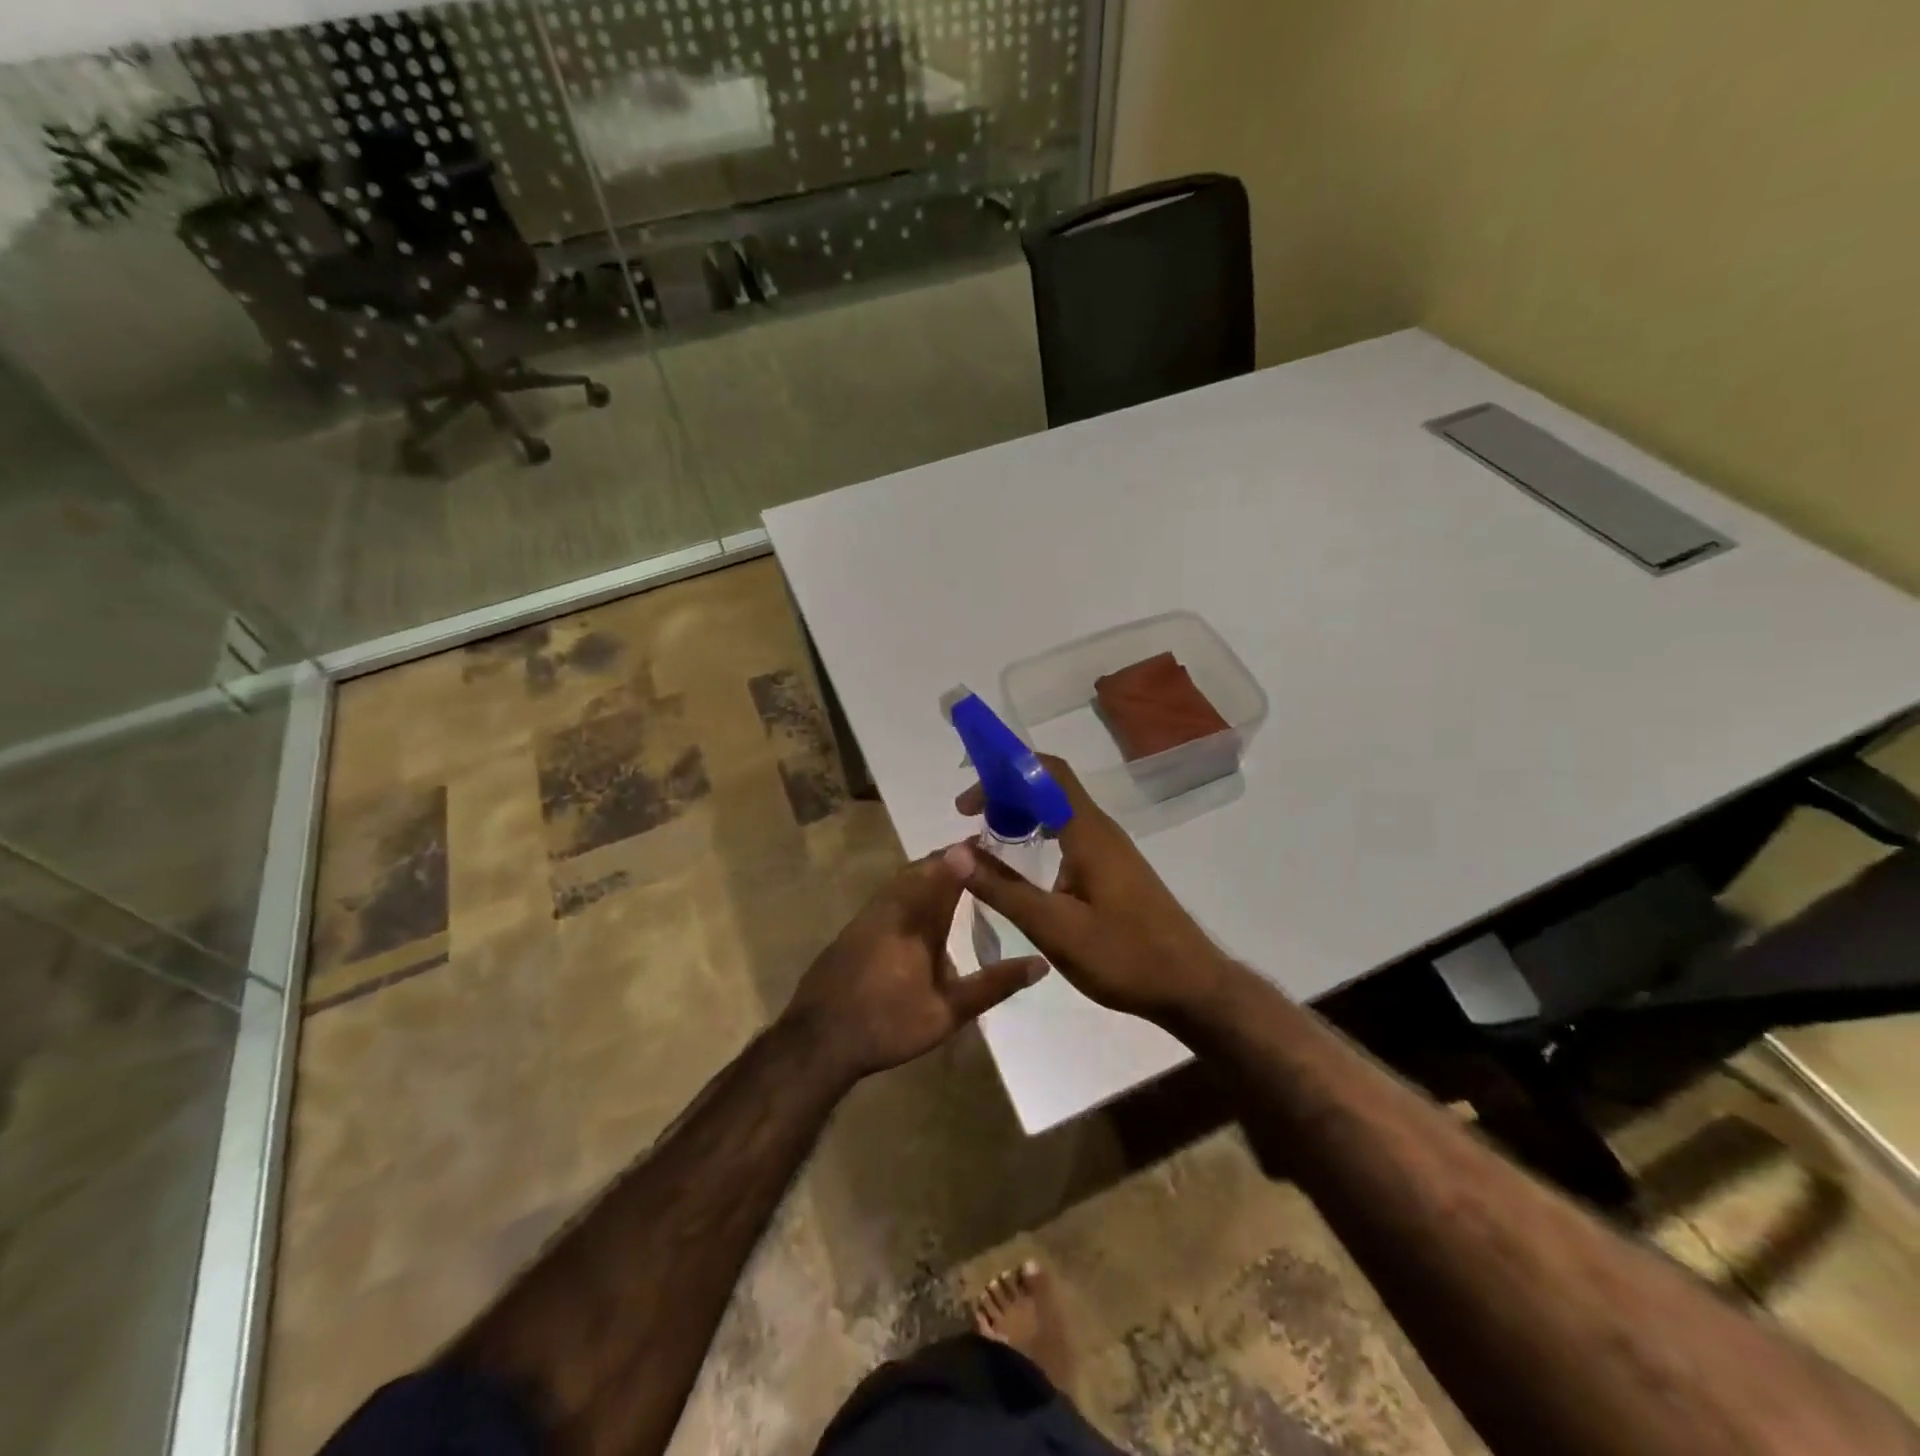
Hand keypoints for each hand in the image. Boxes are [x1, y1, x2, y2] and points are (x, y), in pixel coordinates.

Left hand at [782, 851, 1048, 1082]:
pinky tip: (917, 912)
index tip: (991, 841)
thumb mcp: (949, 1011)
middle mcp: (891, 905)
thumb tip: (1040, 963)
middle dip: (949, 860)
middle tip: (978, 860)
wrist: (818, 1040)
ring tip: (954, 879)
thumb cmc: (888, 1023)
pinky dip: (909, 891)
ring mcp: (867, 916)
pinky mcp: (852, 930)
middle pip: (922, 868)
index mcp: (917, 916)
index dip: (968, 854)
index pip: (947, 869)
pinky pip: (888, 896)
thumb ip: (994, 984)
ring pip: (902, 881)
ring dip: (927, 874)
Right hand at [947, 755, 1232, 1022]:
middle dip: (1006, 793)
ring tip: (988, 839)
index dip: (1002, 773)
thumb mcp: (1053, 928)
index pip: (1046, 772)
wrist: (1193, 987)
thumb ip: (1002, 889)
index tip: (967, 804)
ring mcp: (1111, 850)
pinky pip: (1070, 834)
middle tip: (970, 820)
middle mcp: (1101, 830)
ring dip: (1022, 814)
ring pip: (1060, 811)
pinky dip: (1040, 835)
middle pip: (1049, 787)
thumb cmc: (1124, 956)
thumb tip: (953, 852)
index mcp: (1088, 832)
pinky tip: (1025, 866)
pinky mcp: (1116, 869)